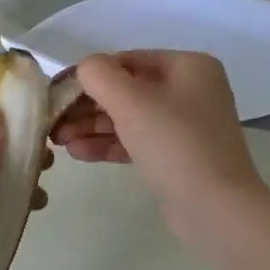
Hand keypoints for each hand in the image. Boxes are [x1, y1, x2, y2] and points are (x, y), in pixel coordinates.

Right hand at [53, 50, 266, 241]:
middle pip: (126, 90)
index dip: (87, 75)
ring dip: (92, 126)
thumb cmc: (175, 144)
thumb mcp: (131, 102)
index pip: (126, 60)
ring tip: (58, 141)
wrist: (216, 209)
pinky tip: (78, 153)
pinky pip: (136, 141)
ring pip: (128, 118)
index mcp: (188, 66)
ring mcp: (184, 126)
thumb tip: (84, 69)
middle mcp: (190, 90)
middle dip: (86, 106)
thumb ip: (99, 75)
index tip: (54, 92)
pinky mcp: (177, 156)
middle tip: (53, 121)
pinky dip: (108, 144)